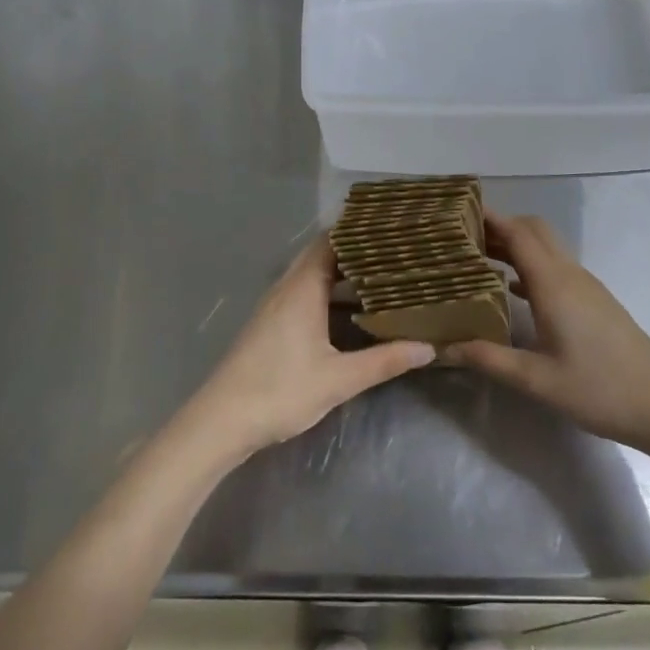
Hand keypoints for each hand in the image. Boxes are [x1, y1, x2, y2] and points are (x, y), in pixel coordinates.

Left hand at [181, 238, 433, 461]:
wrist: (221, 421)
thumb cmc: (280, 391)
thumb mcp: (339, 379)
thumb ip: (384, 361)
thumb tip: (428, 348)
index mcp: (302, 288)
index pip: (330, 241)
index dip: (358, 231)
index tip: (390, 227)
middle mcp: (287, 288)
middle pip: (322, 256)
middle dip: (355, 252)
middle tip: (395, 251)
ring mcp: (275, 307)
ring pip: (312, 277)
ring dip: (342, 274)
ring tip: (382, 276)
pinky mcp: (270, 325)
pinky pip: (304, 294)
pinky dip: (328, 294)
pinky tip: (350, 311)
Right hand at [448, 213, 649, 450]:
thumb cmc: (599, 390)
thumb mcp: (536, 380)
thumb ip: (489, 359)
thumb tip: (443, 348)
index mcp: (554, 284)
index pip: (518, 233)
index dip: (489, 218)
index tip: (459, 212)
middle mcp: (571, 275)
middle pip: (534, 231)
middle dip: (500, 226)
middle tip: (464, 238)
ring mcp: (587, 287)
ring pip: (547, 248)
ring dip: (516, 245)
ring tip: (478, 259)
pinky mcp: (595, 301)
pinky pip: (557, 268)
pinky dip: (531, 266)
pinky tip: (511, 289)